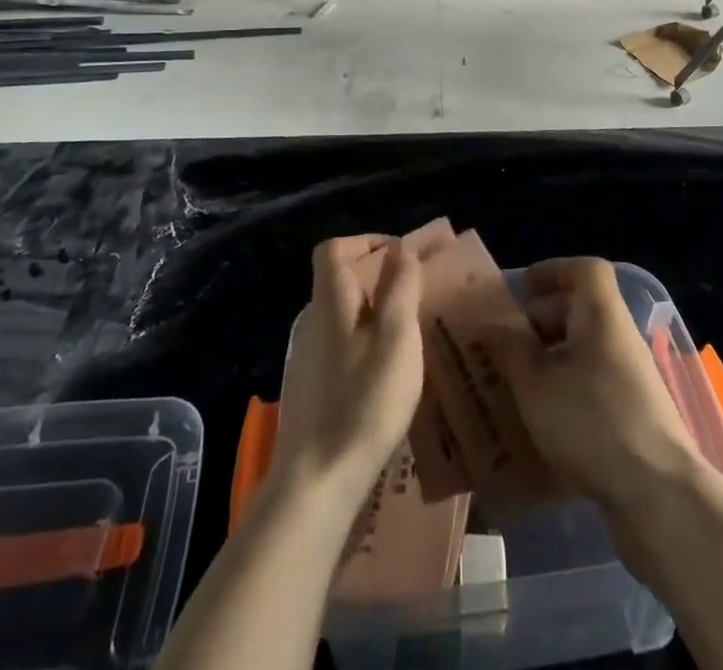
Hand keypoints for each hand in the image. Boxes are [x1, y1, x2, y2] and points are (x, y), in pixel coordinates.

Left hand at [268, 235, 424, 509]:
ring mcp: (306, 356)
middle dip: (378, 280)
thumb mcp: (397, 338)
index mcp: (330, 300)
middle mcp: (312, 320)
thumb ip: (401, 288)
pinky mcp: (309, 388)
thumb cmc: (363, 401)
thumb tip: (402, 250)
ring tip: (409, 337)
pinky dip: (364, 345)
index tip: (400, 256)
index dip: (366, 242)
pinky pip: (340, 347)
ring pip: (343, 317)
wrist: (316, 482)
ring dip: (374, 315)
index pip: (334, 248)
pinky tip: (386, 377)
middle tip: (416, 298)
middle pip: (340, 281)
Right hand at [486, 258, 701, 518]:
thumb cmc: (591, 421)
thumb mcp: (536, 383)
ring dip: (551, 362)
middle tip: (506, 345)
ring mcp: (632, 379)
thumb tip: (492, 326)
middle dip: (542, 323)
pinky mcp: (635, 417)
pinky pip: (594, 388)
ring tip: (515, 387)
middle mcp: (620, 338)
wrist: (659, 495)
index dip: (553, 271)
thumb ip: (510, 349)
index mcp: (602, 315)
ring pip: (585, 353)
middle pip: (581, 311)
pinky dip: (567, 395)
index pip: (585, 270)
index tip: (522, 291)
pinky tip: (541, 425)